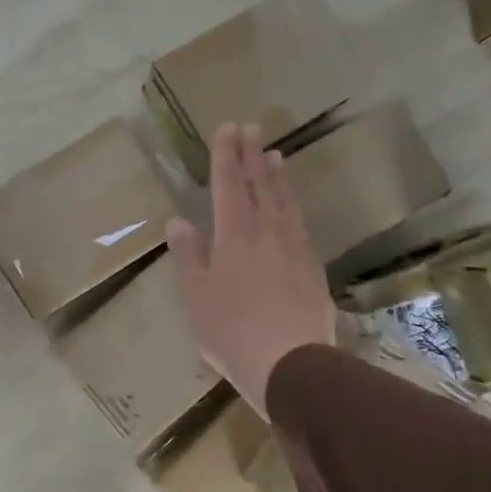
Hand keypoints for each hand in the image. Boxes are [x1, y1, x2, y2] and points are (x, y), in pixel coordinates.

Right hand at [168, 123, 336, 419]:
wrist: (291, 363)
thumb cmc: (231, 330)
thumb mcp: (196, 295)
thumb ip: (188, 255)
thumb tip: (178, 221)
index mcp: (234, 234)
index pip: (229, 184)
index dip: (226, 155)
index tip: (227, 128)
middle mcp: (267, 231)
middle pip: (260, 184)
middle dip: (251, 155)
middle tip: (249, 128)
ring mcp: (294, 247)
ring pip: (285, 201)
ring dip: (277, 176)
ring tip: (274, 155)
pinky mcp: (312, 267)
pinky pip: (300, 223)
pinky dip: (293, 204)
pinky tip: (292, 206)